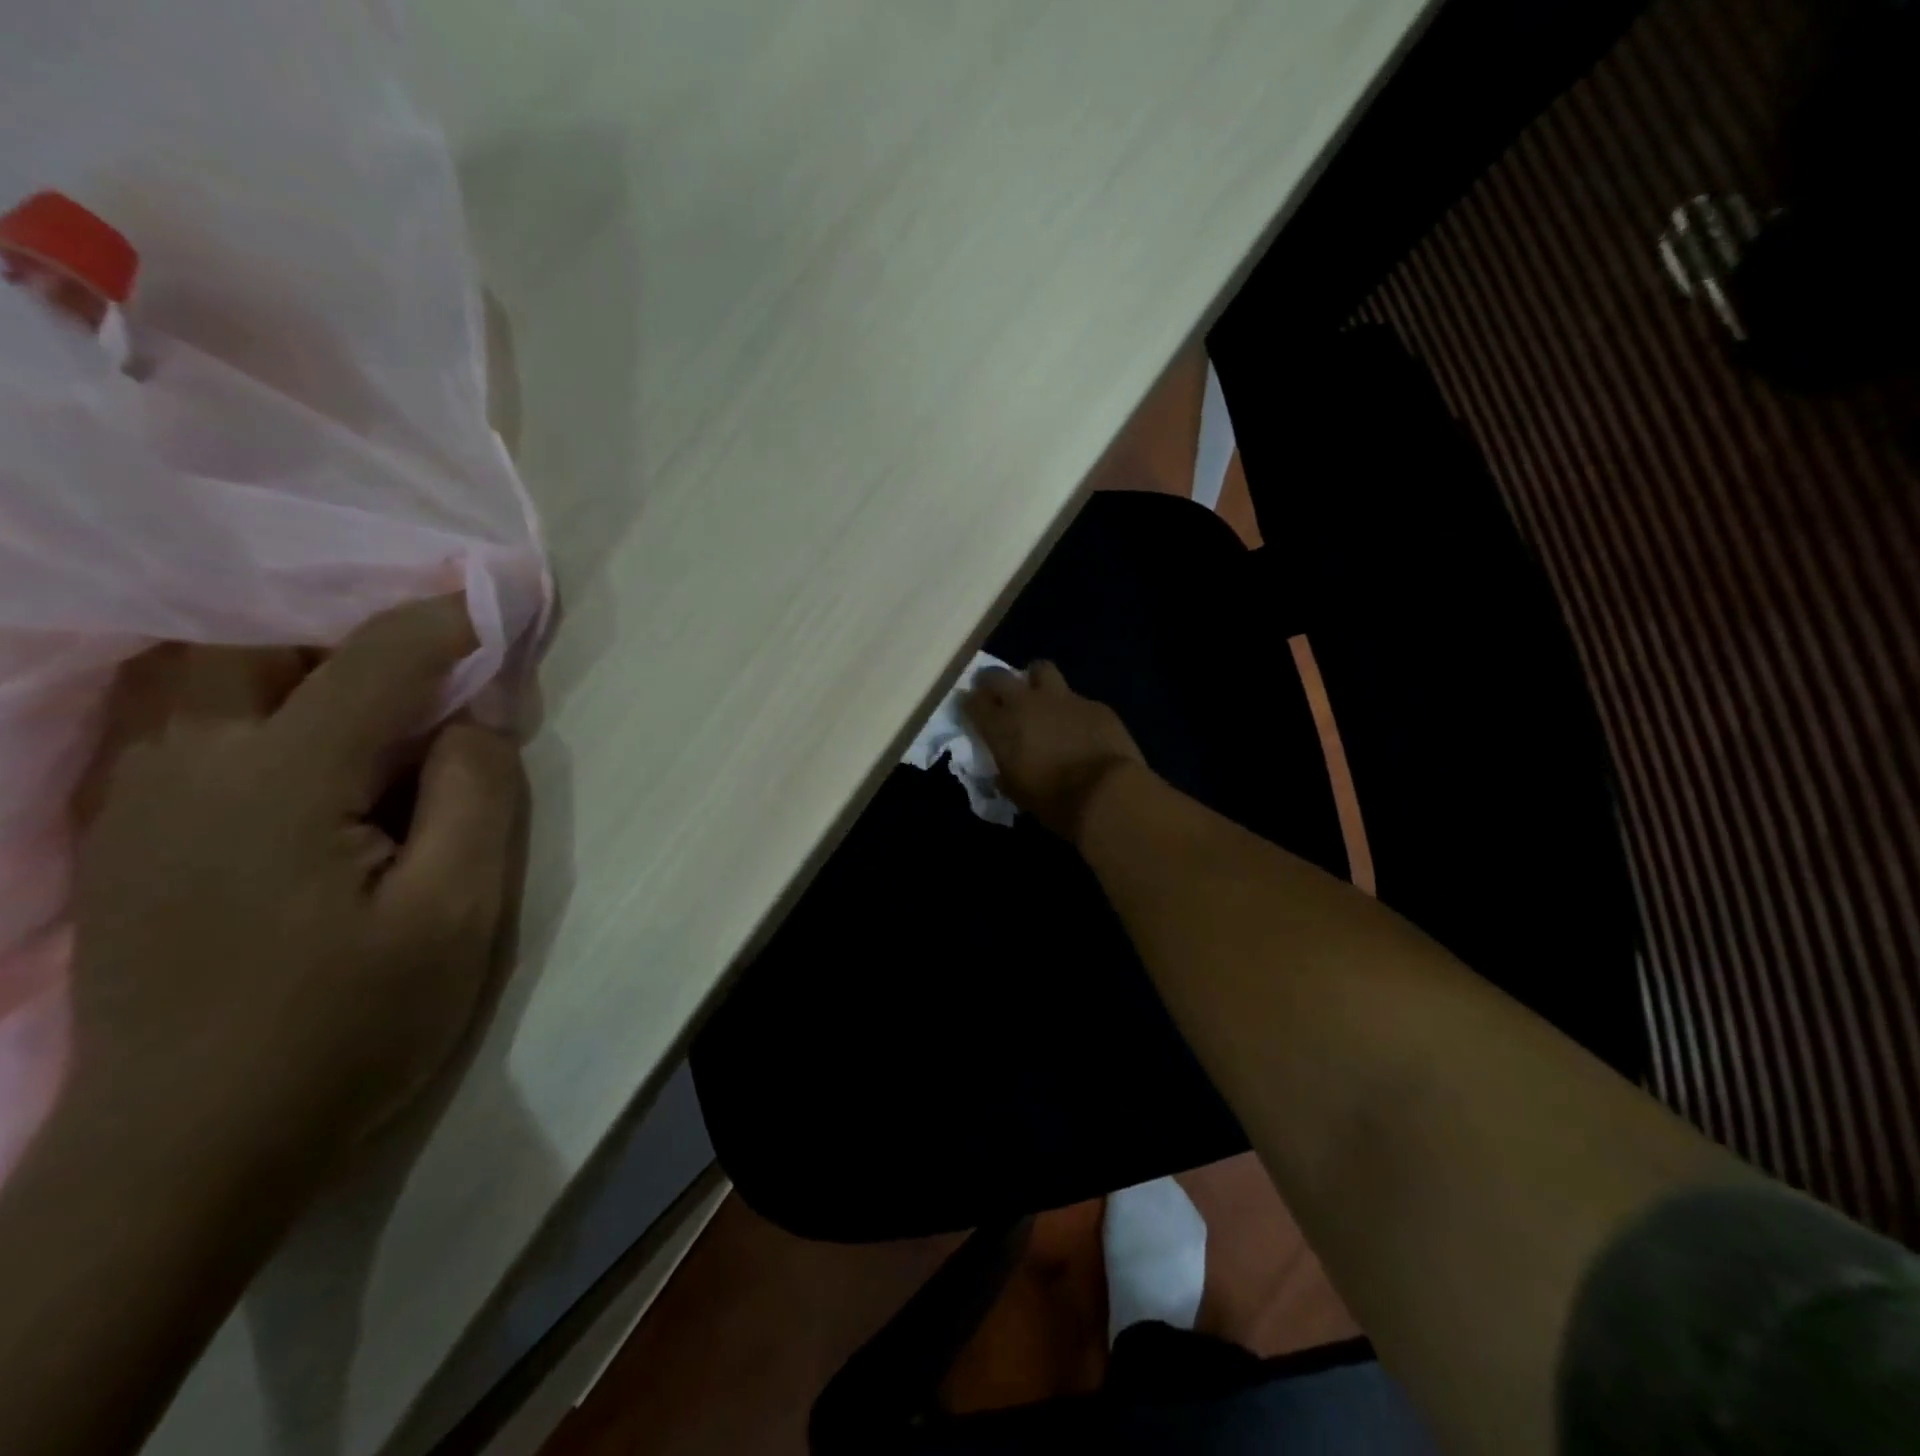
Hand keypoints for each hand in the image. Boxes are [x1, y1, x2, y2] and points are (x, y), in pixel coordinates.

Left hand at [67, 597, 525, 1172]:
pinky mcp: (123, 837)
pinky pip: (179, 725)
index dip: (448, 621)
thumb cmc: (346, 1030)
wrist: (190, 1151)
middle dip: (354, 635)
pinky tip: (303, 758)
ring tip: (373, 712)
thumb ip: (476, 797)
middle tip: (430, 677)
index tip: (502, 607)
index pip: (375, 657)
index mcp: (276, 780)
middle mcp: (185, 766)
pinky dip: (251, 705)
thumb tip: (474, 722)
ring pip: (202, 676)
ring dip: (295, 665)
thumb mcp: (456, 915)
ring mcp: (135, 801)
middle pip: (258, 641)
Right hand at [960, 660, 1146, 839]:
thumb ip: (1005, 773)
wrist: (1107, 793)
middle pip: (998, 675)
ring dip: (1034, 680)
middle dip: (991, 681)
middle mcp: (1026, 703)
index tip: (970, 709)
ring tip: (1039, 695)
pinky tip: (1080, 726)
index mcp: (1001, 726)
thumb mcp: (1017, 792)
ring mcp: (1062, 698)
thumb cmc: (1054, 801)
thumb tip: (1003, 770)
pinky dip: (1071, 709)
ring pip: (1041, 669)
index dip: (968, 704)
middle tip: (996, 693)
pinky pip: (1076, 698)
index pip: (972, 702)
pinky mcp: (1093, 704)